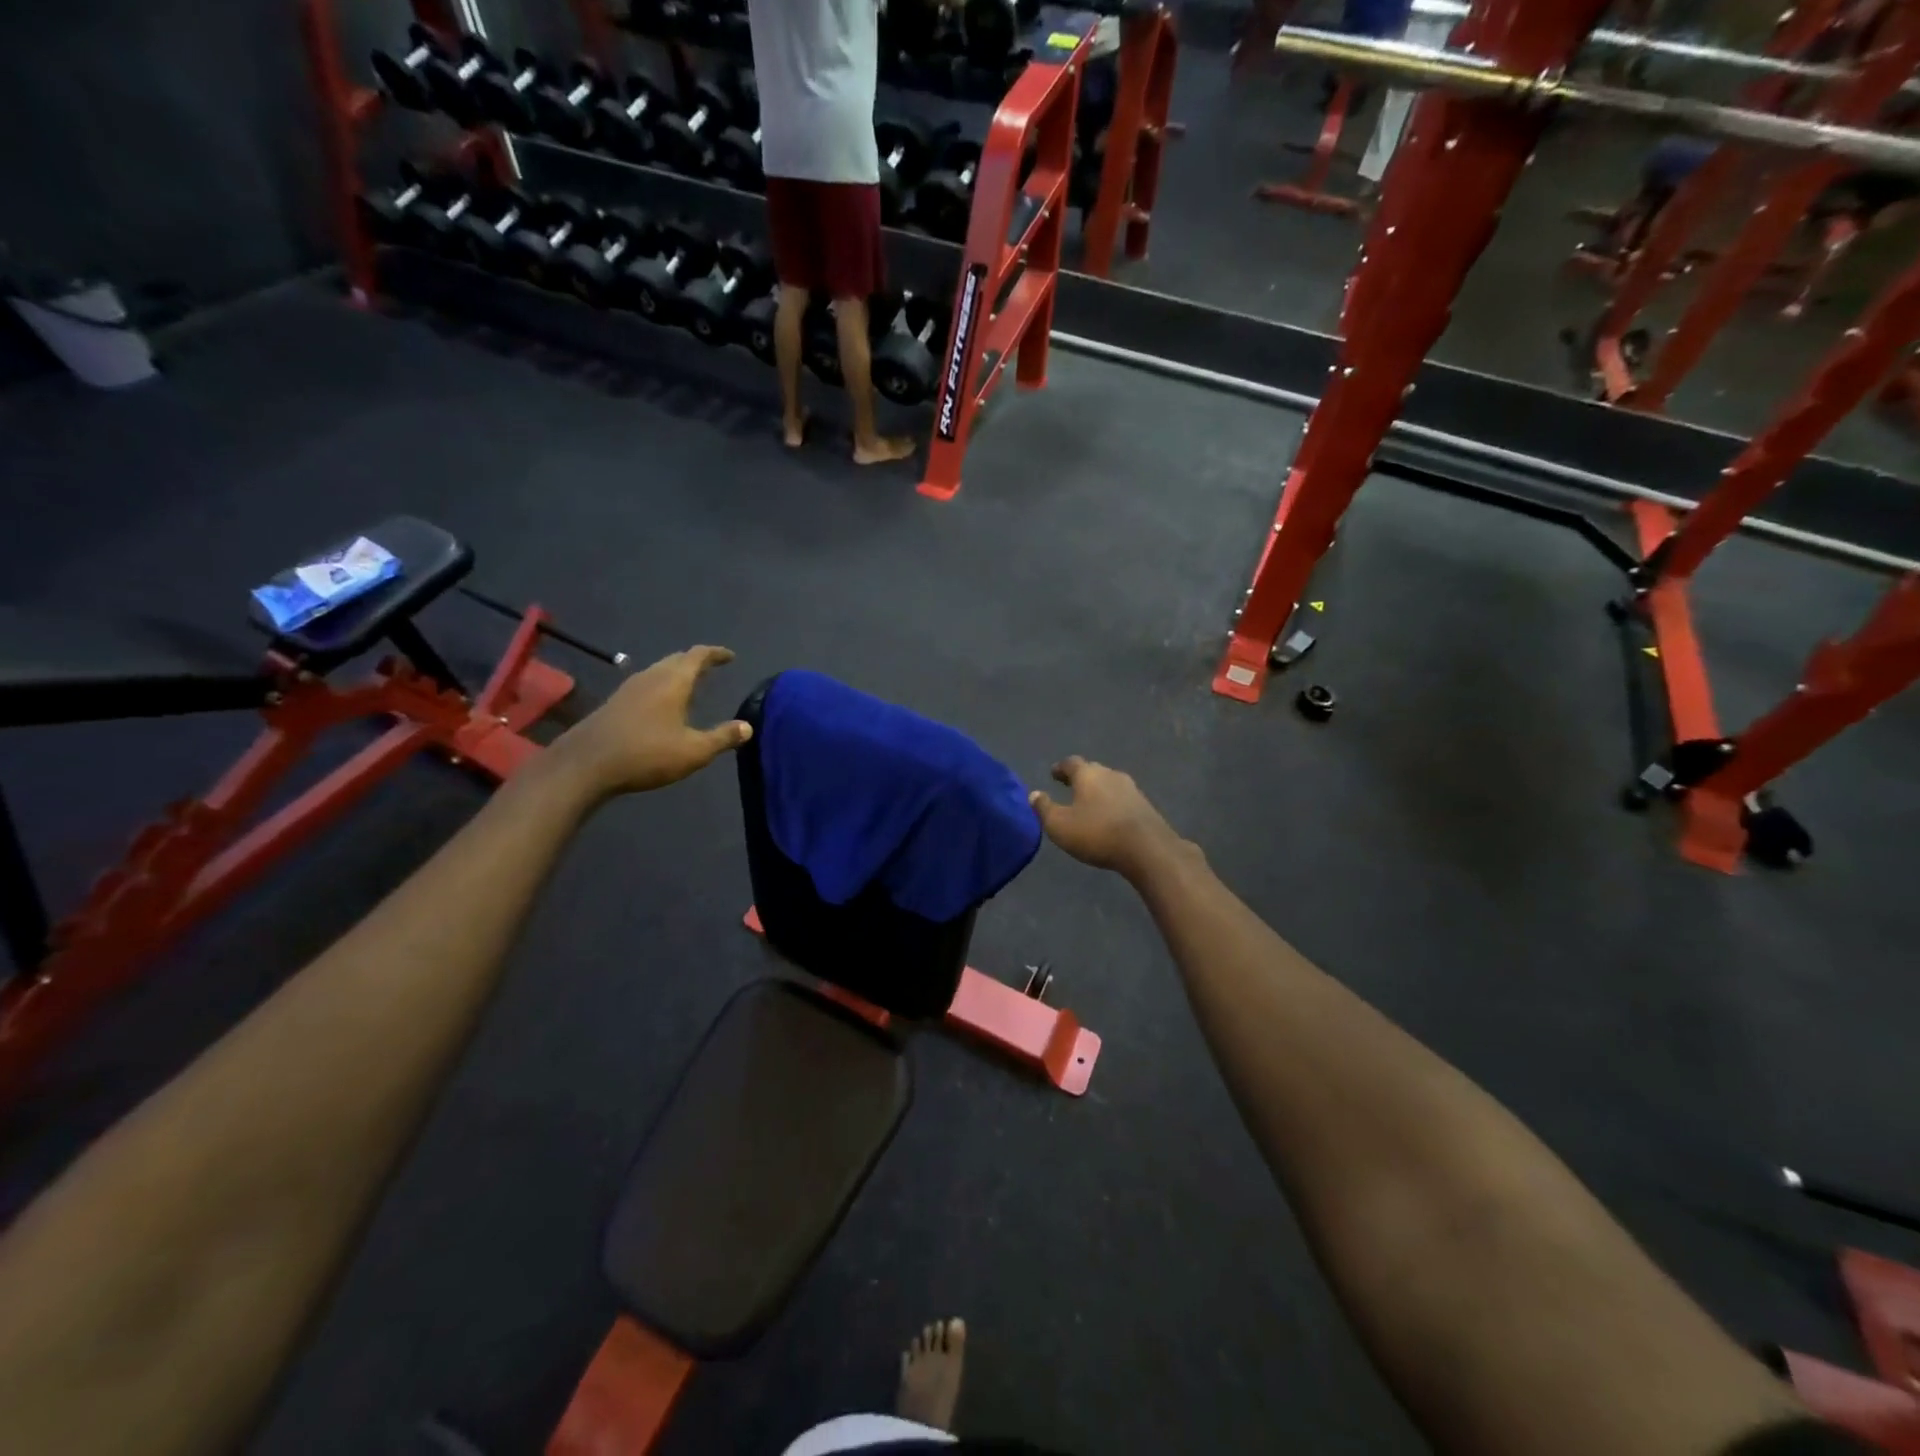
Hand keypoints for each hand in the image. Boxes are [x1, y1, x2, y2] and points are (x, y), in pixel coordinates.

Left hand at [549, 645, 751, 799]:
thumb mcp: (693, 751)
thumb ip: (722, 737)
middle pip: (676, 660)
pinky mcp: (615, 703)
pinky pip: (646, 685)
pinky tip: (663, 705)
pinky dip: (661, 686)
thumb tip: (747, 727)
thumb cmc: (646, 754)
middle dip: (696, 662)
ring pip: (659, 671)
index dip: (715, 654)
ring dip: (677, 674)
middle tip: (711, 668)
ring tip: (691, 685)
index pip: (698, 656)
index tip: (730, 656)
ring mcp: (629, 689)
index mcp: (673, 681)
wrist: (585, 765)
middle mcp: (651, 677)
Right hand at [1028, 757, 1184, 879]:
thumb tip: (1034, 794)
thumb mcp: (1059, 825)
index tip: (1054, 773)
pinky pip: (1123, 799)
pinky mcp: (1145, 806)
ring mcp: (1131, 789)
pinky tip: (1110, 816)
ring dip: (1098, 790)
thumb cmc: (1097, 833)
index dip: (1061, 768)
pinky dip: (1112, 803)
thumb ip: (1044, 808)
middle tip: (1070, 785)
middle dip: (1080, 777)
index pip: (1071, 763)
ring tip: (1089, 802)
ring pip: (1110, 784)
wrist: (1147, 848)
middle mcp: (1110, 775)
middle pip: (1093, 770)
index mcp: (1088, 775)